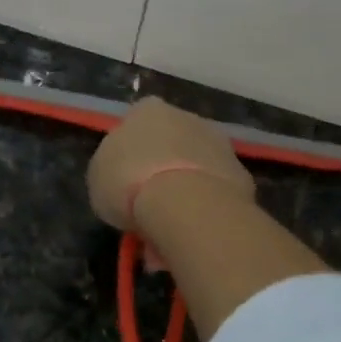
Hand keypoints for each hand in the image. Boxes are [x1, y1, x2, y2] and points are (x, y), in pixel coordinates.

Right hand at [86, 97, 253, 231]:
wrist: (187, 205)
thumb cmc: (129, 183)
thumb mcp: (99, 176)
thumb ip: (112, 167)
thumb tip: (123, 174)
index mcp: (147, 110)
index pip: (137, 122)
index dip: (130, 151)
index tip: (125, 177)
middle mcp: (186, 117)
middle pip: (171, 142)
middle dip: (162, 168)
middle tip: (148, 204)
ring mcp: (218, 143)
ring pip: (195, 167)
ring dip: (185, 189)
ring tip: (169, 227)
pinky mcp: (241, 173)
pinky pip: (215, 190)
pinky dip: (205, 207)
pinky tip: (193, 231)